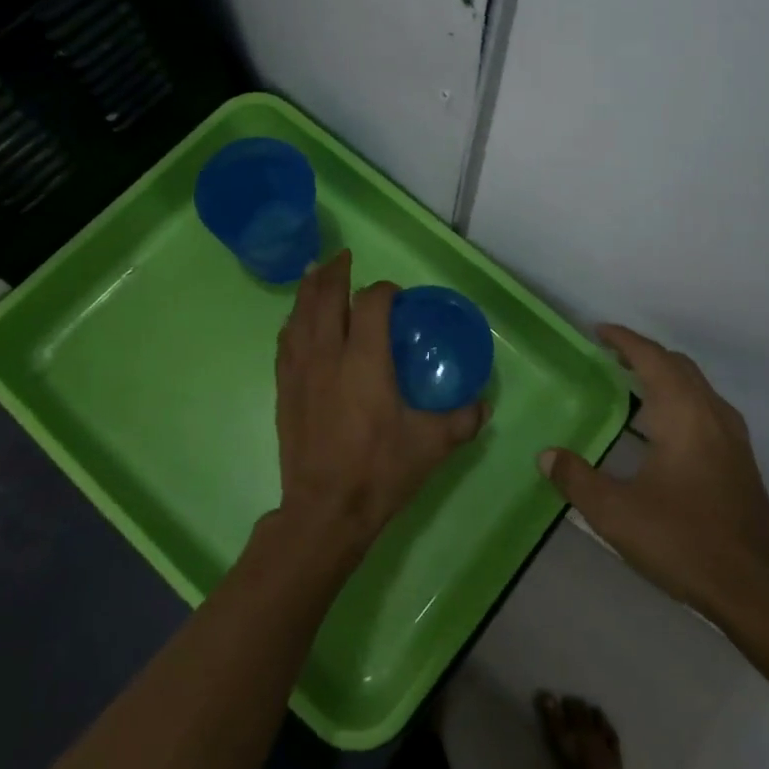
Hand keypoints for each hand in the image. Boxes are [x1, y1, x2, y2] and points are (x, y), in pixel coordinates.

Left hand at [273, 252, 488, 559]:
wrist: (324, 510)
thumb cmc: (380, 472)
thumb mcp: (432, 446)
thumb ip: (462, 419)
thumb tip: (483, 403)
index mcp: (365, 360)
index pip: (371, 303)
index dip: (384, 290)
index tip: (396, 295)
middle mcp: (328, 355)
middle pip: (325, 297)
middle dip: (335, 273)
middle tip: (344, 257)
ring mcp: (300, 371)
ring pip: (299, 315)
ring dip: (308, 289)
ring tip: (315, 272)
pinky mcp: (284, 390)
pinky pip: (284, 342)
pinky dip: (293, 322)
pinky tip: (295, 321)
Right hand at [539, 325, 768, 661]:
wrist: (757, 589)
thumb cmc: (684, 540)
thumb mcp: (616, 513)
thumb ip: (577, 479)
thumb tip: (547, 455)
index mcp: (684, 414)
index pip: (652, 359)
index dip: (624, 340)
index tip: (598, 331)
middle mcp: (712, 414)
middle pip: (678, 366)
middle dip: (644, 354)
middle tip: (610, 356)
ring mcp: (732, 437)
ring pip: (696, 387)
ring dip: (664, 376)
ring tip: (632, 385)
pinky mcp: (740, 460)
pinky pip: (706, 408)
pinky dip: (679, 399)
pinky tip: (663, 428)